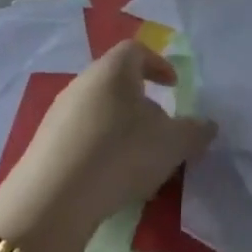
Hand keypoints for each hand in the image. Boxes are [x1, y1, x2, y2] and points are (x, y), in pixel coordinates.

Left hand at [0, 43, 213, 251]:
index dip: (158, 64)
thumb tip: (208, 125)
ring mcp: (58, 114)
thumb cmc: (121, 153)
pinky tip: (109, 178)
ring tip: (138, 160)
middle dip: (141, 102)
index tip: (173, 86)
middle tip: (160, 129)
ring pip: (98, 110)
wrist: (53, 200)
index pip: (136, 51)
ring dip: (120, 128)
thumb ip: (195, 131)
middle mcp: (82, 83)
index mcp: (113, 70)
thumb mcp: (172, 143)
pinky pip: (80, 136)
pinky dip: (99, 148)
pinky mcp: (44, 145)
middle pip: (116, 82)